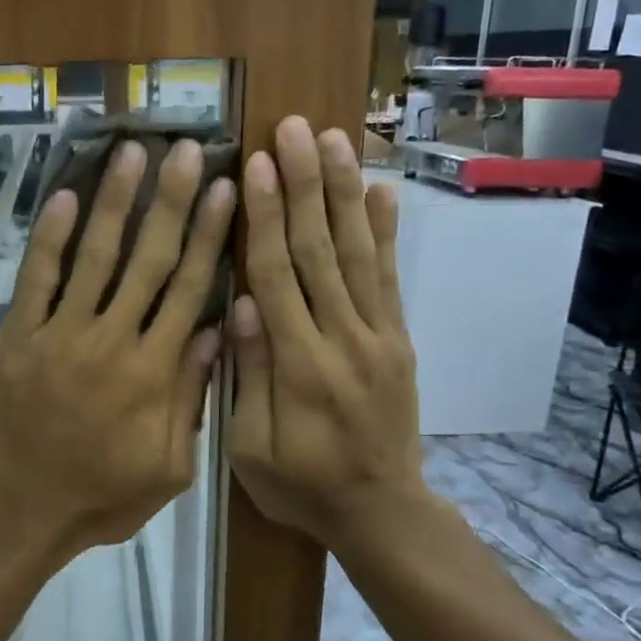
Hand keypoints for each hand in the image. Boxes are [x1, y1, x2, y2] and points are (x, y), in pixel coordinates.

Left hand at [0, 138, 236, 562]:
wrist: (22, 514)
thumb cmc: (103, 498)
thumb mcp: (170, 467)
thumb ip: (192, 397)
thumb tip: (216, 328)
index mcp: (153, 372)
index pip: (189, 289)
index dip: (210, 236)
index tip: (226, 189)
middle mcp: (110, 341)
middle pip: (148, 259)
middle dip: (171, 201)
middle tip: (187, 150)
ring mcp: (59, 336)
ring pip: (94, 257)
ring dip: (115, 202)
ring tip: (133, 152)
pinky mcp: (18, 339)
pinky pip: (36, 280)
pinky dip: (50, 238)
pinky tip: (67, 197)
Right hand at [227, 116, 433, 560]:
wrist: (382, 512)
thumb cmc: (301, 485)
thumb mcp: (252, 449)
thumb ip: (248, 375)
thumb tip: (241, 305)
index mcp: (299, 365)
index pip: (277, 276)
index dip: (265, 217)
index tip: (256, 164)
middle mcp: (343, 338)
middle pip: (320, 250)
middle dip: (306, 185)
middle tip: (296, 129)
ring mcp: (379, 335)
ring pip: (358, 253)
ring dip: (345, 193)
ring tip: (337, 140)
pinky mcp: (399, 339)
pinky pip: (391, 279)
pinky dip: (386, 232)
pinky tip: (382, 191)